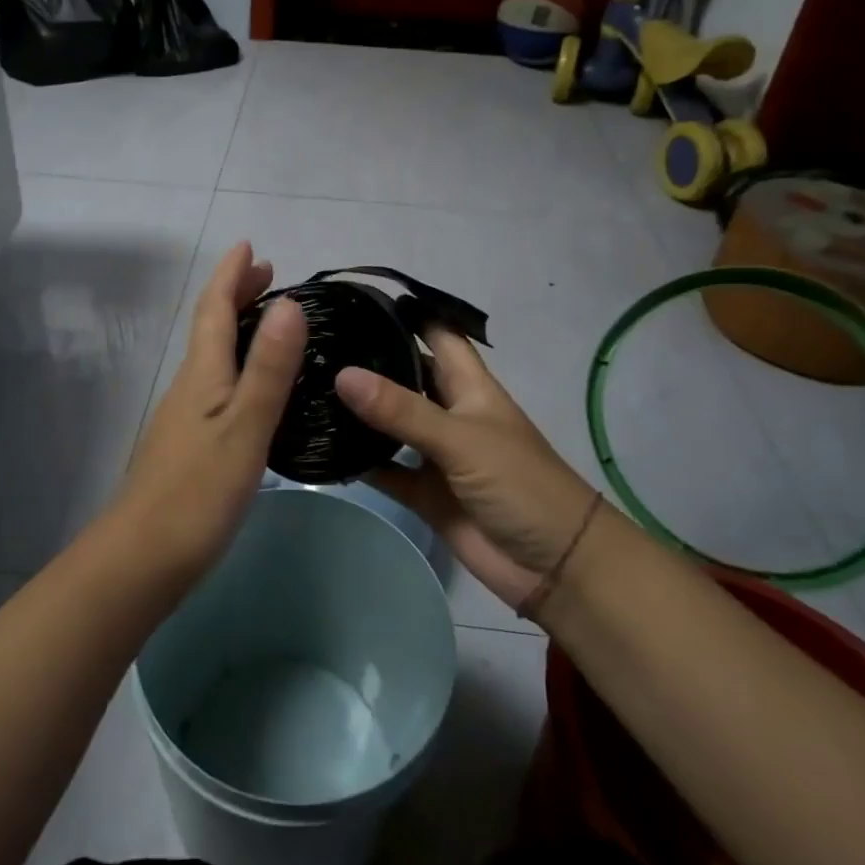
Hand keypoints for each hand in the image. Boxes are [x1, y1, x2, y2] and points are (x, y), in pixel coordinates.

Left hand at [114, 242, 306, 583]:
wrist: (141, 560)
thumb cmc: (197, 493)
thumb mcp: (245, 427)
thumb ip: (267, 368)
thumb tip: (290, 303)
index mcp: (201, 374)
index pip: (214, 308)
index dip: (230, 274)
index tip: (250, 246)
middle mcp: (188, 386)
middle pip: (209, 326)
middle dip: (234, 293)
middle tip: (266, 272)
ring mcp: (184, 416)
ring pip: (211, 354)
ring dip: (236, 325)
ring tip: (267, 318)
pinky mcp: (187, 444)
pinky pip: (214, 382)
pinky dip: (235, 362)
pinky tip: (251, 385)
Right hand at [336, 327, 597, 609]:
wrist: (554, 565)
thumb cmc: (520, 484)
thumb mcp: (461, 439)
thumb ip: (402, 410)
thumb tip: (343, 374)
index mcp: (469, 386)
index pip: (438, 334)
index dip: (408, 314)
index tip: (359, 298)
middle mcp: (449, 412)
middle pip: (406, 374)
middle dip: (370, 359)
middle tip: (316, 343)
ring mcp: (435, 453)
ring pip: (390, 423)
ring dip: (359, 411)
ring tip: (309, 387)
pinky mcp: (423, 492)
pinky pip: (385, 470)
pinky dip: (360, 462)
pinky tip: (322, 448)